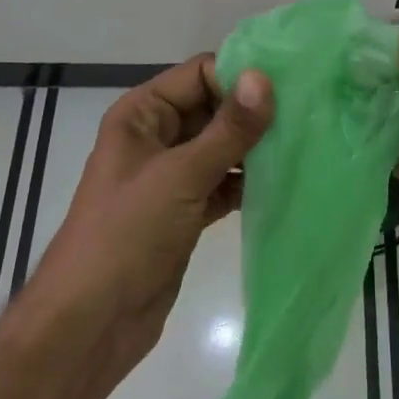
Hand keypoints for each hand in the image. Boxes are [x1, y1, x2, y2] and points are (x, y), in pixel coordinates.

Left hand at [30, 57, 272, 379]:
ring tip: (304, 146)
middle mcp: (156, 137)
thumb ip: (228, 129)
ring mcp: (171, 176)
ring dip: (256, 149)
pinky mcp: (185, 210)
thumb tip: (265, 78)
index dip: (240, 78)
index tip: (289, 89)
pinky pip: (223, 182)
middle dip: (254, 113)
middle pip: (214, 108)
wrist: (91, 324)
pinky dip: (248, 183)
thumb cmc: (126, 235)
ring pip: (222, 147)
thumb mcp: (180, 175)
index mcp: (142, 114)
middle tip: (307, 116)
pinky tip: (284, 182)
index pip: (200, 74)